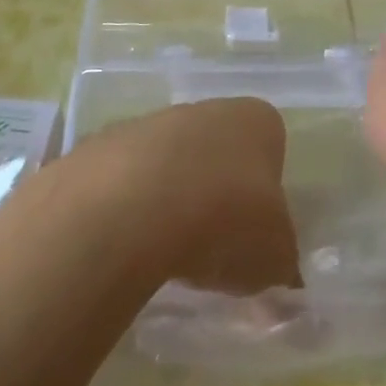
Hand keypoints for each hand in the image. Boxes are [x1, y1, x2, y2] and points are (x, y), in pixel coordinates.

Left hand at [74, 97, 301, 294]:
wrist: (130, 209)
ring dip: (171, 202)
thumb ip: (282, 263)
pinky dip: (129, 211)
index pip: (271, 147)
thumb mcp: (275, 258)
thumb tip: (284, 276)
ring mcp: (150, 123)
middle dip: (216, 195)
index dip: (265, 193)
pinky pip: (125, 182)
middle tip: (213, 247)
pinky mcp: (102, 146)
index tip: (255, 233)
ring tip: (166, 254)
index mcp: (257, 121)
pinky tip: (127, 246)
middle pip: (218, 153)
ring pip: (170, 165)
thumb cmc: (225, 221)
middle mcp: (206, 109)